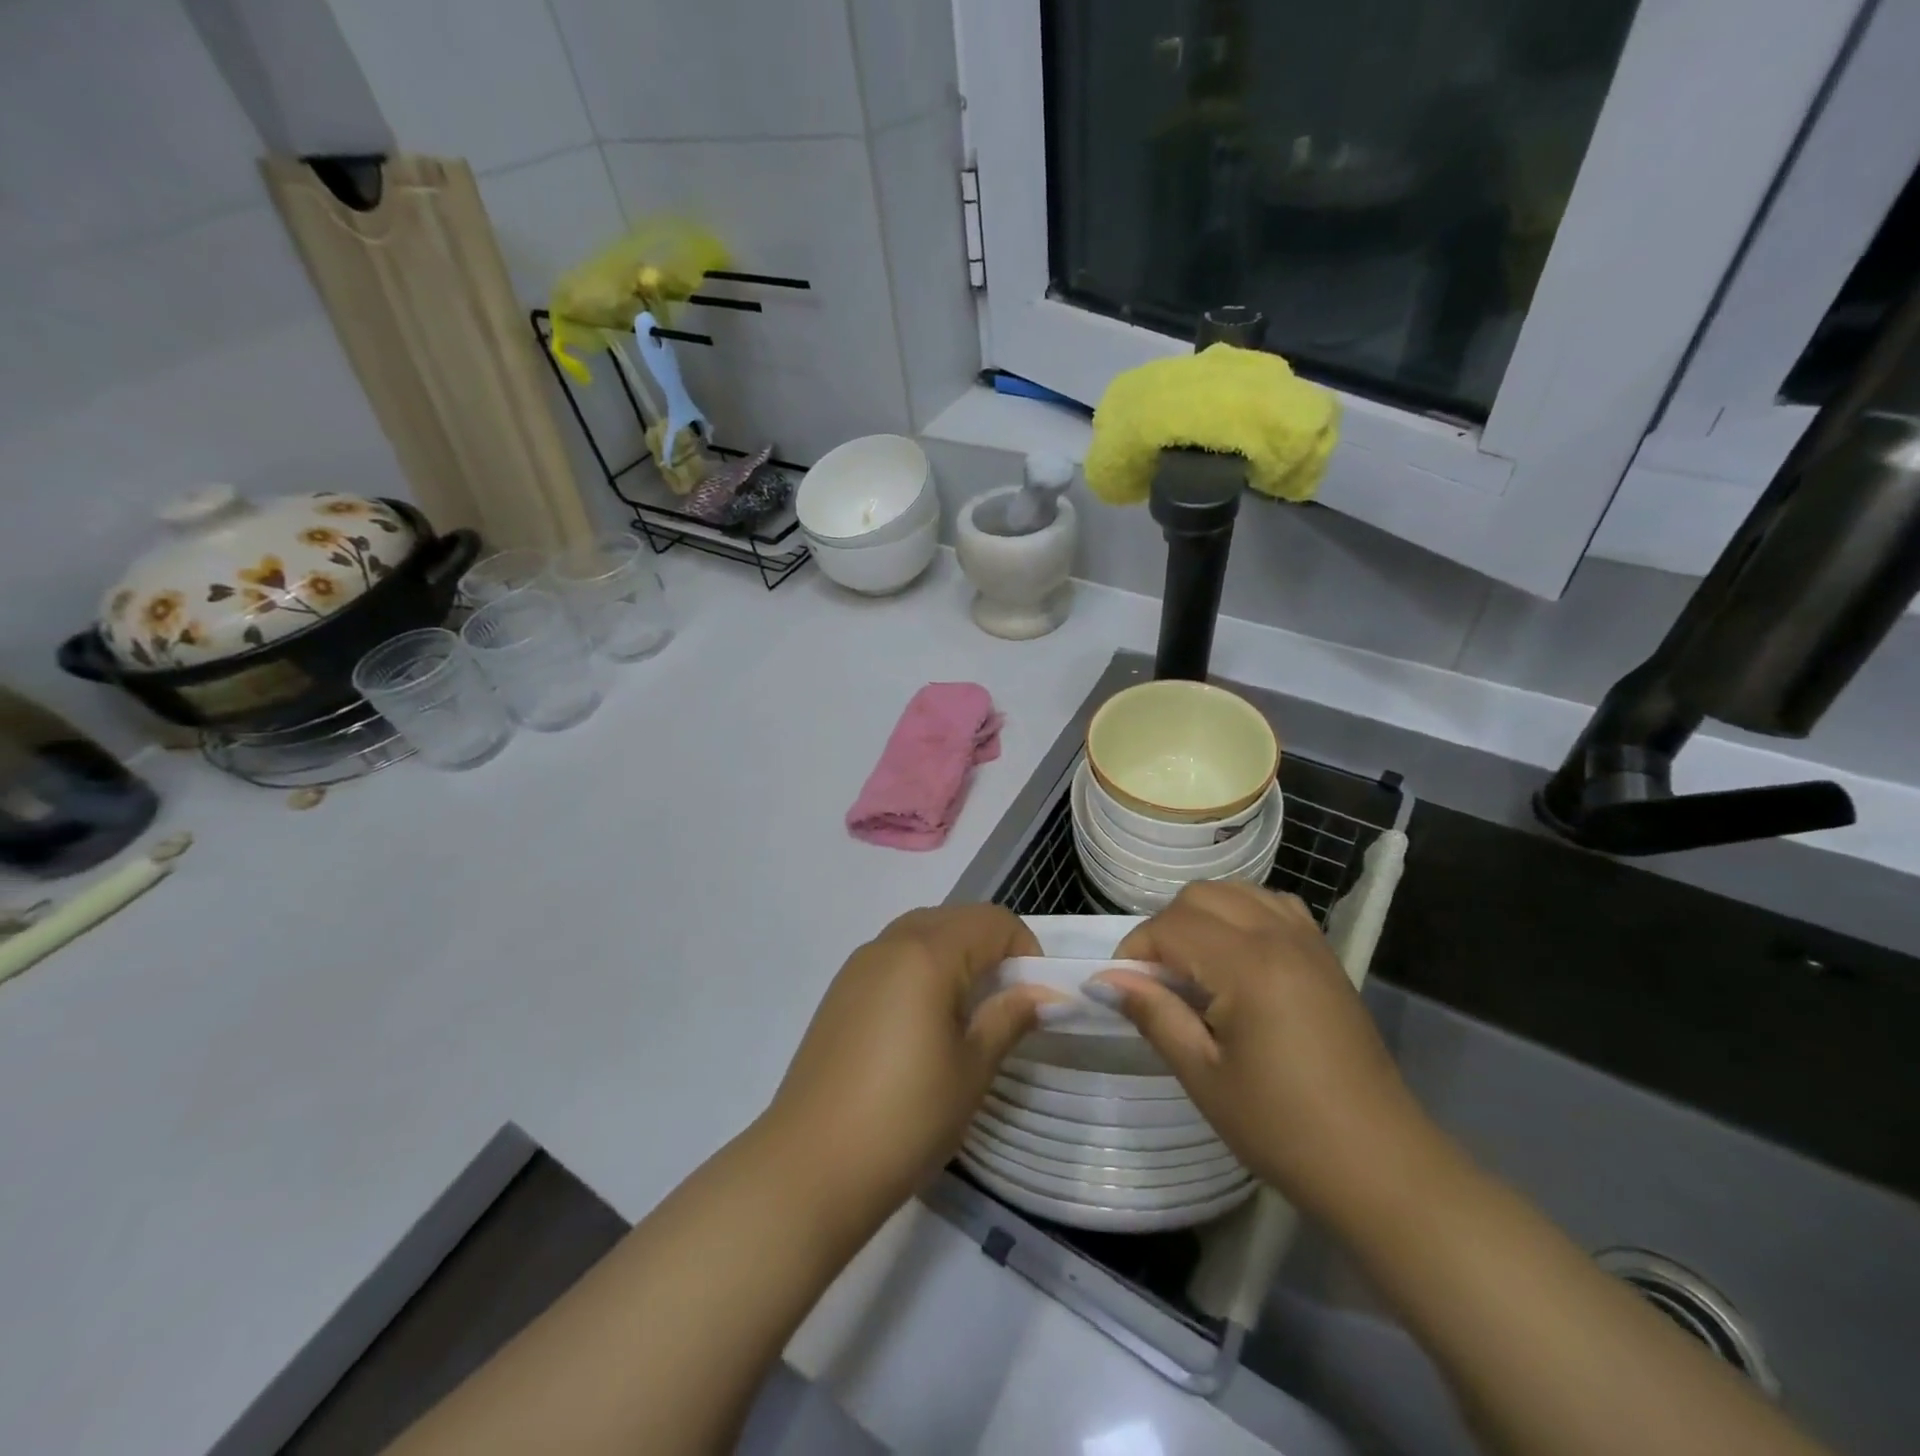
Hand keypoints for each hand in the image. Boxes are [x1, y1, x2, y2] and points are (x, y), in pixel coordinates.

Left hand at [762, 905, 1050, 1229]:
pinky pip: (893, 956)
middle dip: (990, 948)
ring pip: (921, 932)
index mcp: (927, 953)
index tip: (1033, 998)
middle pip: (955, 919)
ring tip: (966, 1012)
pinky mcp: (840, 991)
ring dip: (955, 954)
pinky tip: (922, 1022)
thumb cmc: (906, 1116)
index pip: (992, 921)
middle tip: (1005, 1003)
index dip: (1024, 950)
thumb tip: (1042, 994)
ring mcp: (859, 965)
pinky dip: (921, 968)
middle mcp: (890, 944)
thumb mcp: (972, 1069)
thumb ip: (1009, 1018)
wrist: (811, 1165)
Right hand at [1091, 881, 1428, 1221]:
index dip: (1136, 950)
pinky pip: (1274, 905)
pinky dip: (1243, 913)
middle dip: (1165, 927)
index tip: (1123, 988)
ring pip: (1237, 892)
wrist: (1380, 1165)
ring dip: (1203, 915)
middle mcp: (1279, 937)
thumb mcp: (1203, 1076)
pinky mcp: (1326, 956)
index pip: (1171, 926)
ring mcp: (1308, 942)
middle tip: (1157, 980)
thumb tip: (1107, 979)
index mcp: (1248, 966)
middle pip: (1201, 896)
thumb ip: (1154, 1014)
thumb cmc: (1284, 1129)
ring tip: (1193, 966)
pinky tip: (1237, 955)